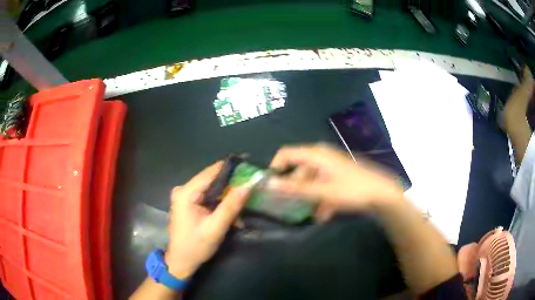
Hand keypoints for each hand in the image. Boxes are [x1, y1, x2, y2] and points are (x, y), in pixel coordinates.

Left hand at [165, 162, 249, 278]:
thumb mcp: (216, 227)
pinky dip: (220, 203)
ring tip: (244, 202)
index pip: (211, 172)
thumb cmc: (196, 246)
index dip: (231, 168)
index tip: (249, 166)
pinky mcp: (188, 203)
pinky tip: (231, 212)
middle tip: (250, 187)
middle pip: (211, 180)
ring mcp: (184, 196)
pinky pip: (207, 197)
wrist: (181, 261)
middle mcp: (183, 190)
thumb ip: (231, 206)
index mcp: (186, 193)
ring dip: (227, 197)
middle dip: (231, 185)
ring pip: (211, 189)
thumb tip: (247, 185)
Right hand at [269, 144, 403, 220]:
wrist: (382, 194)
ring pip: (311, 179)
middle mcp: (322, 156)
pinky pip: (322, 184)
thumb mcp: (322, 191)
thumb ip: (295, 188)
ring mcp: (331, 166)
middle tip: (288, 205)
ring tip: (309, 213)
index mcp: (316, 154)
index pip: (286, 154)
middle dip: (293, 187)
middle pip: (299, 169)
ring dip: (308, 196)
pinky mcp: (338, 175)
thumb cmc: (352, 190)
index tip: (269, 186)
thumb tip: (269, 184)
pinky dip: (320, 197)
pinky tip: (323, 213)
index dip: (275, 168)